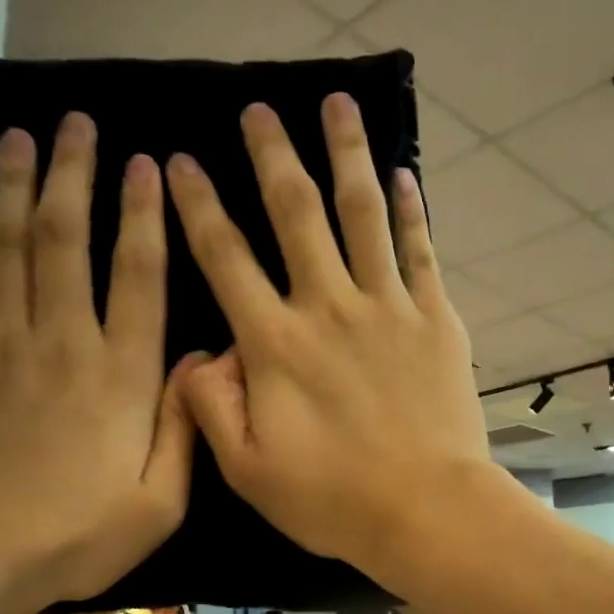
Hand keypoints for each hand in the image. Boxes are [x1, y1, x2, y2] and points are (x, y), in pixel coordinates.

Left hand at [0, 115, 193, 610]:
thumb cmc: (76, 534)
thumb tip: (200, 361)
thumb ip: (185, 428)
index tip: (147, 165)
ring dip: (19, 185)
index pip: (138, 276)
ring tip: (24, 135)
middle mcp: (63, 341)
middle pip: (67, 240)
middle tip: (79, 124)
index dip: (144, 216)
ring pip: (12, 245)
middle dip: (75, 176)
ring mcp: (2, 342)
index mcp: (120, 376)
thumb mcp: (159, 503)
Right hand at [165, 95, 490, 572]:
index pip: (224, 258)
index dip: (197, 206)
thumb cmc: (334, 500)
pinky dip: (411, 210)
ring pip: (362, 214)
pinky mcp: (435, 320)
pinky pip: (419, 251)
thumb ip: (211, 408)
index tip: (178, 162)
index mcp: (275, 344)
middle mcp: (328, 307)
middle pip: (295, 214)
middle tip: (258, 108)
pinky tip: (403, 175)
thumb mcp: (248, 472)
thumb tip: (198, 355)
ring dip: (346, 154)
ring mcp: (388, 308)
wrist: (427, 510)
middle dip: (272, 156)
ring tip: (337, 103)